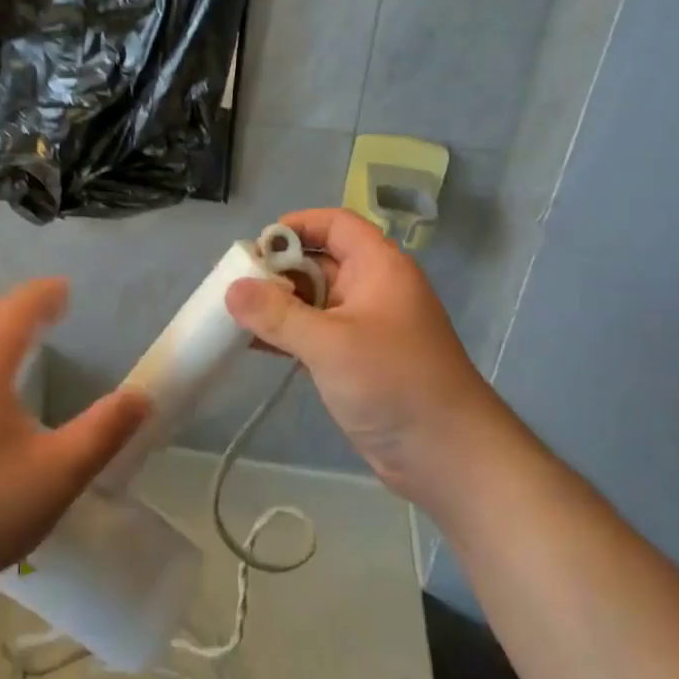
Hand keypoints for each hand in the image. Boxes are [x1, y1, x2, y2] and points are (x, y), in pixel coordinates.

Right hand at [225, 208, 517, 514]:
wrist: (447, 454)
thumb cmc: (394, 383)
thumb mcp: (331, 344)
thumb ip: (278, 315)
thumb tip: (231, 289)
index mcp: (378, 267)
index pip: (335, 224)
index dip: (296, 226)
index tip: (255, 247)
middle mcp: (372, 288)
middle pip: (318, 261)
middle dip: (277, 270)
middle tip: (234, 286)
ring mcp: (364, 326)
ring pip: (313, 300)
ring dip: (277, 305)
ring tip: (233, 314)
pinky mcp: (355, 360)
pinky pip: (313, 333)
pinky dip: (286, 334)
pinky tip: (251, 344)